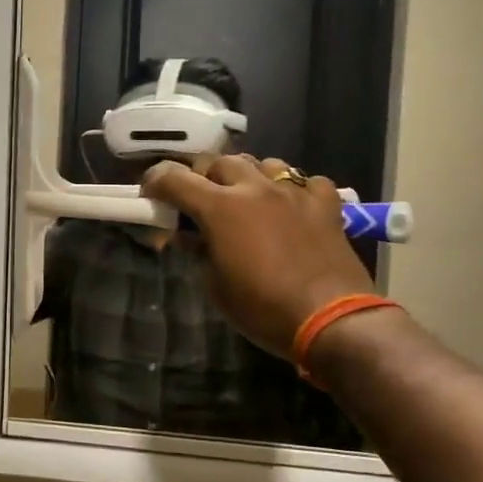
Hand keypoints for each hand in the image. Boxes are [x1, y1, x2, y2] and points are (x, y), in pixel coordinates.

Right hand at [140, 155, 374, 358]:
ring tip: (246, 198)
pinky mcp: (325, 204)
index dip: (155, 181)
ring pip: (262, 163)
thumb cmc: (262, 308)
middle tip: (199, 200)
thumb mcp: (214, 285)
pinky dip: (293, 189)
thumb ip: (198, 251)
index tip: (150, 193)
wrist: (331, 320)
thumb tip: (189, 236)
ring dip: (246, 176)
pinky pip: (305, 181)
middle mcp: (254, 188)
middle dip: (202, 177)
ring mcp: (293, 192)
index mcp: (219, 208)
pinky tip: (291, 207)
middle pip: (218, 162)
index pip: (174, 178)